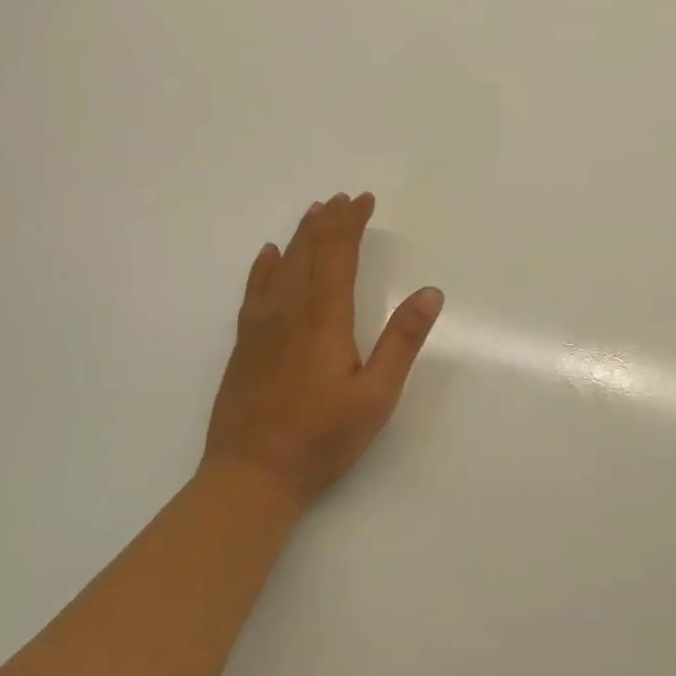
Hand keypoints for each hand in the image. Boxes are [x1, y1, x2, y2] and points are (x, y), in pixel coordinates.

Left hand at [201, 192, 444, 510]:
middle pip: (310, 251)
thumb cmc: (321, 438)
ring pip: (283, 265)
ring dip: (301, 235)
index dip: (351, 223)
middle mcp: (290, 310)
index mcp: (325, 317)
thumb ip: (402, 341)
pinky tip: (269, 254)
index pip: (338, 254)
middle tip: (343, 198)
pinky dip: (264, 266)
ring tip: (315, 212)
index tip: (364, 200)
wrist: (250, 477)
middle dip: (329, 221)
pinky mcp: (244, 344)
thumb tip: (431, 292)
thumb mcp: (376, 396)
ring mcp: (261, 326)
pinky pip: (254, 290)